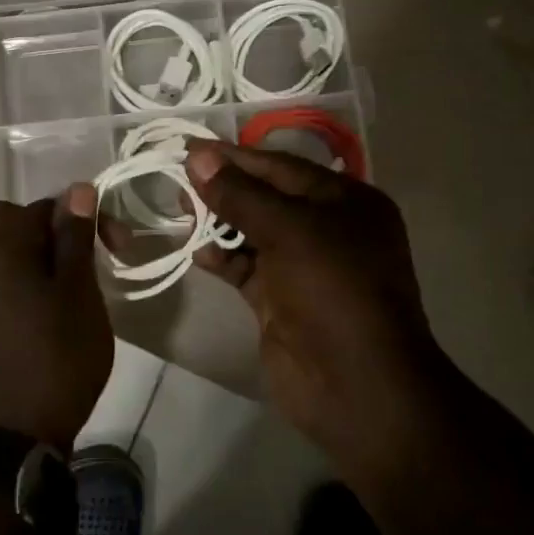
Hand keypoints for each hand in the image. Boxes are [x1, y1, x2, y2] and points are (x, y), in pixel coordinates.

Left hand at [0, 184, 111, 450]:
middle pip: (10, 224)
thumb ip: (75, 238)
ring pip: (1, 256)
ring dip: (35, 261)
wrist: (9, 438)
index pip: (42, 206)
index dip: (82, 218)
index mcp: (0, 248)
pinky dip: (19, 287)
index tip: (113, 247)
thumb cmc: (56, 359)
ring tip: (68, 294)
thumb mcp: (79, 294)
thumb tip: (77, 189)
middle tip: (82, 265)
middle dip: (50, 235)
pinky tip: (43, 318)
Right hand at [185, 143, 439, 478]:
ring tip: (180, 213)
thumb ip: (241, 195)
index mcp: (345, 202)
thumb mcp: (289, 231)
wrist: (356, 384)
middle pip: (265, 197)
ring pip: (252, 232)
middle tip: (177, 181)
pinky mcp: (280, 300)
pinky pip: (245, 267)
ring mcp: (302, 267)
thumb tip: (197, 157)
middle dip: (223, 189)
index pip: (281, 167)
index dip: (236, 157)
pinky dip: (222, 258)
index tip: (190, 149)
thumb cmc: (333, 290)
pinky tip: (197, 252)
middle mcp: (327, 229)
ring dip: (218, 222)